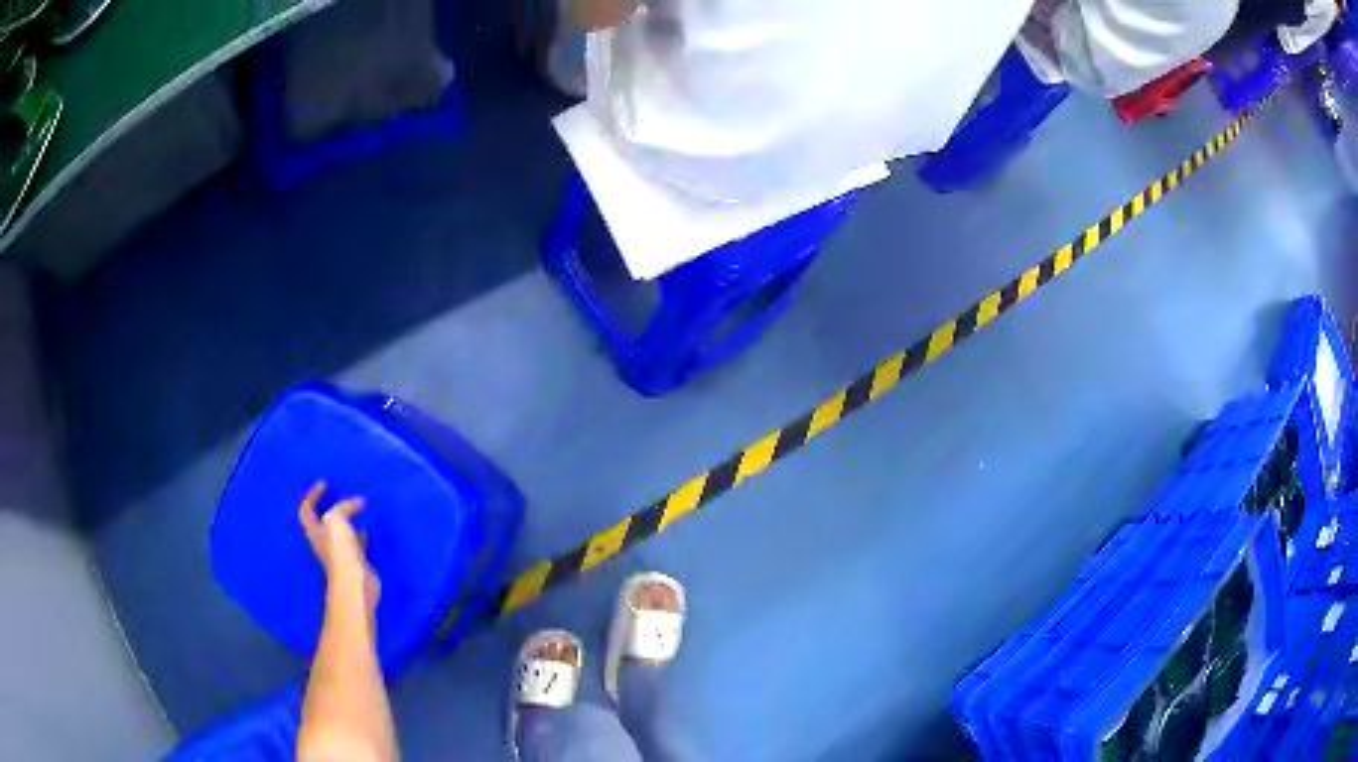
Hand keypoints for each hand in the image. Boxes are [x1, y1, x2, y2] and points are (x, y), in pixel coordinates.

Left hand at [299, 481, 380, 613]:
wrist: (355, 583)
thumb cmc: (340, 551)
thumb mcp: (336, 520)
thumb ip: (344, 507)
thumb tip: (358, 502)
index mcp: (314, 531)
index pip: (306, 510)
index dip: (312, 495)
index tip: (324, 484)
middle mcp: (324, 542)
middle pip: (322, 521)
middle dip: (330, 508)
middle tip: (341, 496)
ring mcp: (339, 553)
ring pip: (340, 532)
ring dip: (347, 520)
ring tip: (357, 509)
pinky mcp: (355, 561)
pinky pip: (356, 542)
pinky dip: (360, 534)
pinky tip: (368, 529)